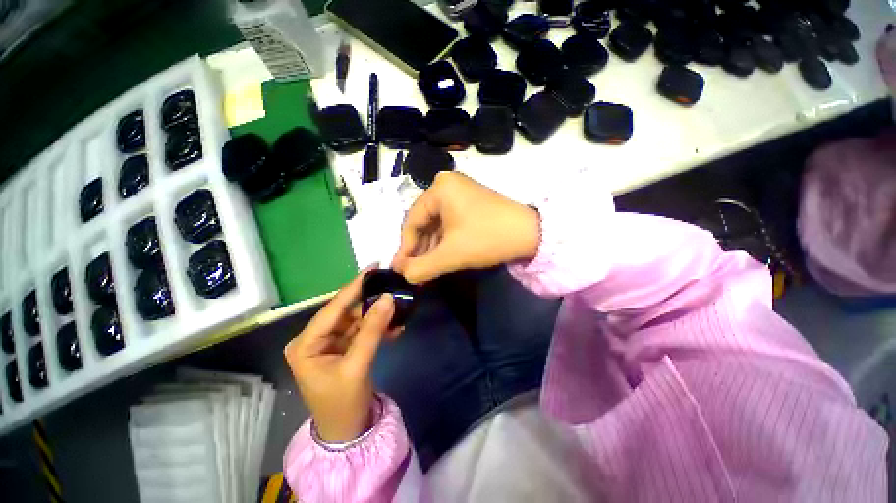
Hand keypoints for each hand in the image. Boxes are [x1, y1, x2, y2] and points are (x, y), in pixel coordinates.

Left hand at [284, 270, 396, 442]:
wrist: (347, 432)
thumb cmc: (343, 403)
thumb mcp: (357, 365)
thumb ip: (373, 329)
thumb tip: (388, 298)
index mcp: (305, 343)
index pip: (333, 308)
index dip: (354, 286)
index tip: (373, 267)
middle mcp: (314, 339)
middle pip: (346, 312)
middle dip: (370, 301)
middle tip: (391, 286)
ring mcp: (329, 343)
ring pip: (357, 320)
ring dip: (378, 316)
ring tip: (399, 307)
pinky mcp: (343, 348)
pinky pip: (362, 331)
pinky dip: (378, 328)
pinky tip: (395, 327)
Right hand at [392, 172, 540, 283]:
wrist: (531, 234)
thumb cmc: (486, 238)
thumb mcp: (450, 255)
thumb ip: (421, 267)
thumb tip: (403, 275)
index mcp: (439, 188)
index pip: (412, 221)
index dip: (405, 248)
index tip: (400, 269)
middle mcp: (447, 185)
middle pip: (424, 222)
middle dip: (419, 249)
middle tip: (412, 271)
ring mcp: (460, 192)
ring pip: (437, 224)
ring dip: (431, 247)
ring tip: (424, 269)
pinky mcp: (471, 202)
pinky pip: (449, 222)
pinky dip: (444, 241)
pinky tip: (439, 257)